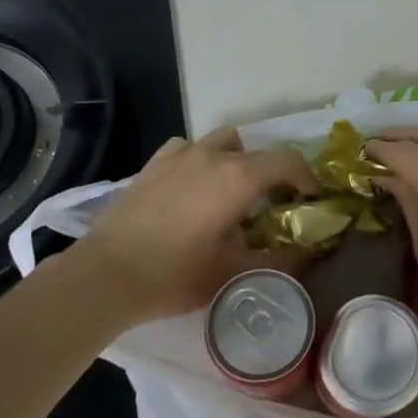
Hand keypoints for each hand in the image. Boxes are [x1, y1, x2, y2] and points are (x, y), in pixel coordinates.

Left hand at [71, 128, 316, 329]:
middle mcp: (213, 156)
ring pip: (224, 142)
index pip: (288, 161)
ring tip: (234, 191)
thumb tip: (307, 254)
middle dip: (277, 173)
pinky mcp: (154, 164)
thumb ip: (279, 261)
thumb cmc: (176, 274)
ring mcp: (181, 155)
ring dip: (239, 160)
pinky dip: (202, 160)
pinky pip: (189, 149)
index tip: (311, 200)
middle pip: (260, 152)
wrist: (107, 274)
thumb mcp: (234, 273)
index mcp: (239, 177)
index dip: (307, 178)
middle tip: (277, 204)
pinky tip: (194, 187)